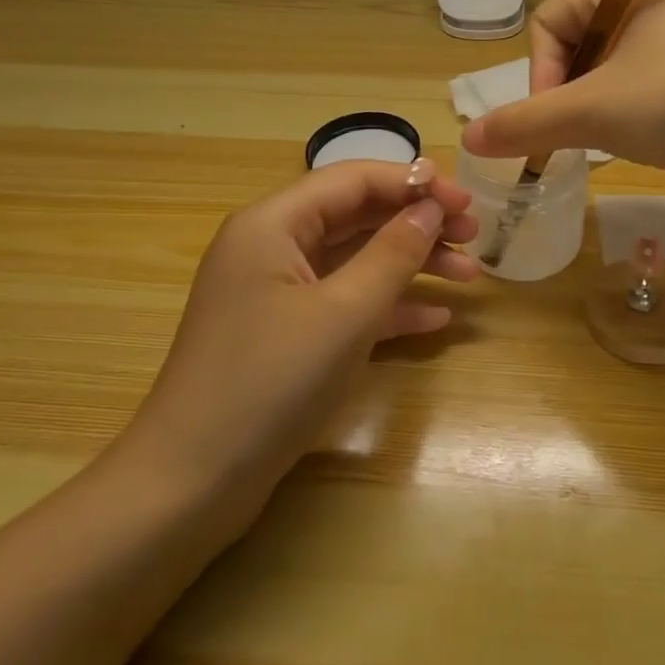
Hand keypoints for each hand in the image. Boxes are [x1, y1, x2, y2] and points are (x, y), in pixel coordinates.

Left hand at [115, 161, 478, 524]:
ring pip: (355, 261)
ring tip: (470, 276)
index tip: (467, 201)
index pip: (353, 180)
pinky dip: (388, 306)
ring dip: (411, 265)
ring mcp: (278, 293)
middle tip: (474, 236)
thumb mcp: (343, 314)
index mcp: (273, 224)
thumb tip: (430, 208)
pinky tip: (435, 319)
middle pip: (357, 217)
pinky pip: (345, 303)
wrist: (191, 484)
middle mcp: (272, 247)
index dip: (414, 183)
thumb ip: (392, 253)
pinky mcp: (286, 334)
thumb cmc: (269, 383)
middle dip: (417, 223)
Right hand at [461, 0, 664, 195]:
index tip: (551, 115)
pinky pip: (653, 90)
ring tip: (614, 141)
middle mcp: (659, 5)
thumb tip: (467, 137)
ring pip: (616, 71)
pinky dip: (637, 117)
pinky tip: (652, 144)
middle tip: (578, 133)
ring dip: (601, 109)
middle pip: (582, 45)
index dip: (539, 69)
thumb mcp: (595, 111)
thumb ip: (527, 122)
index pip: (552, 18)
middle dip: (569, 93)